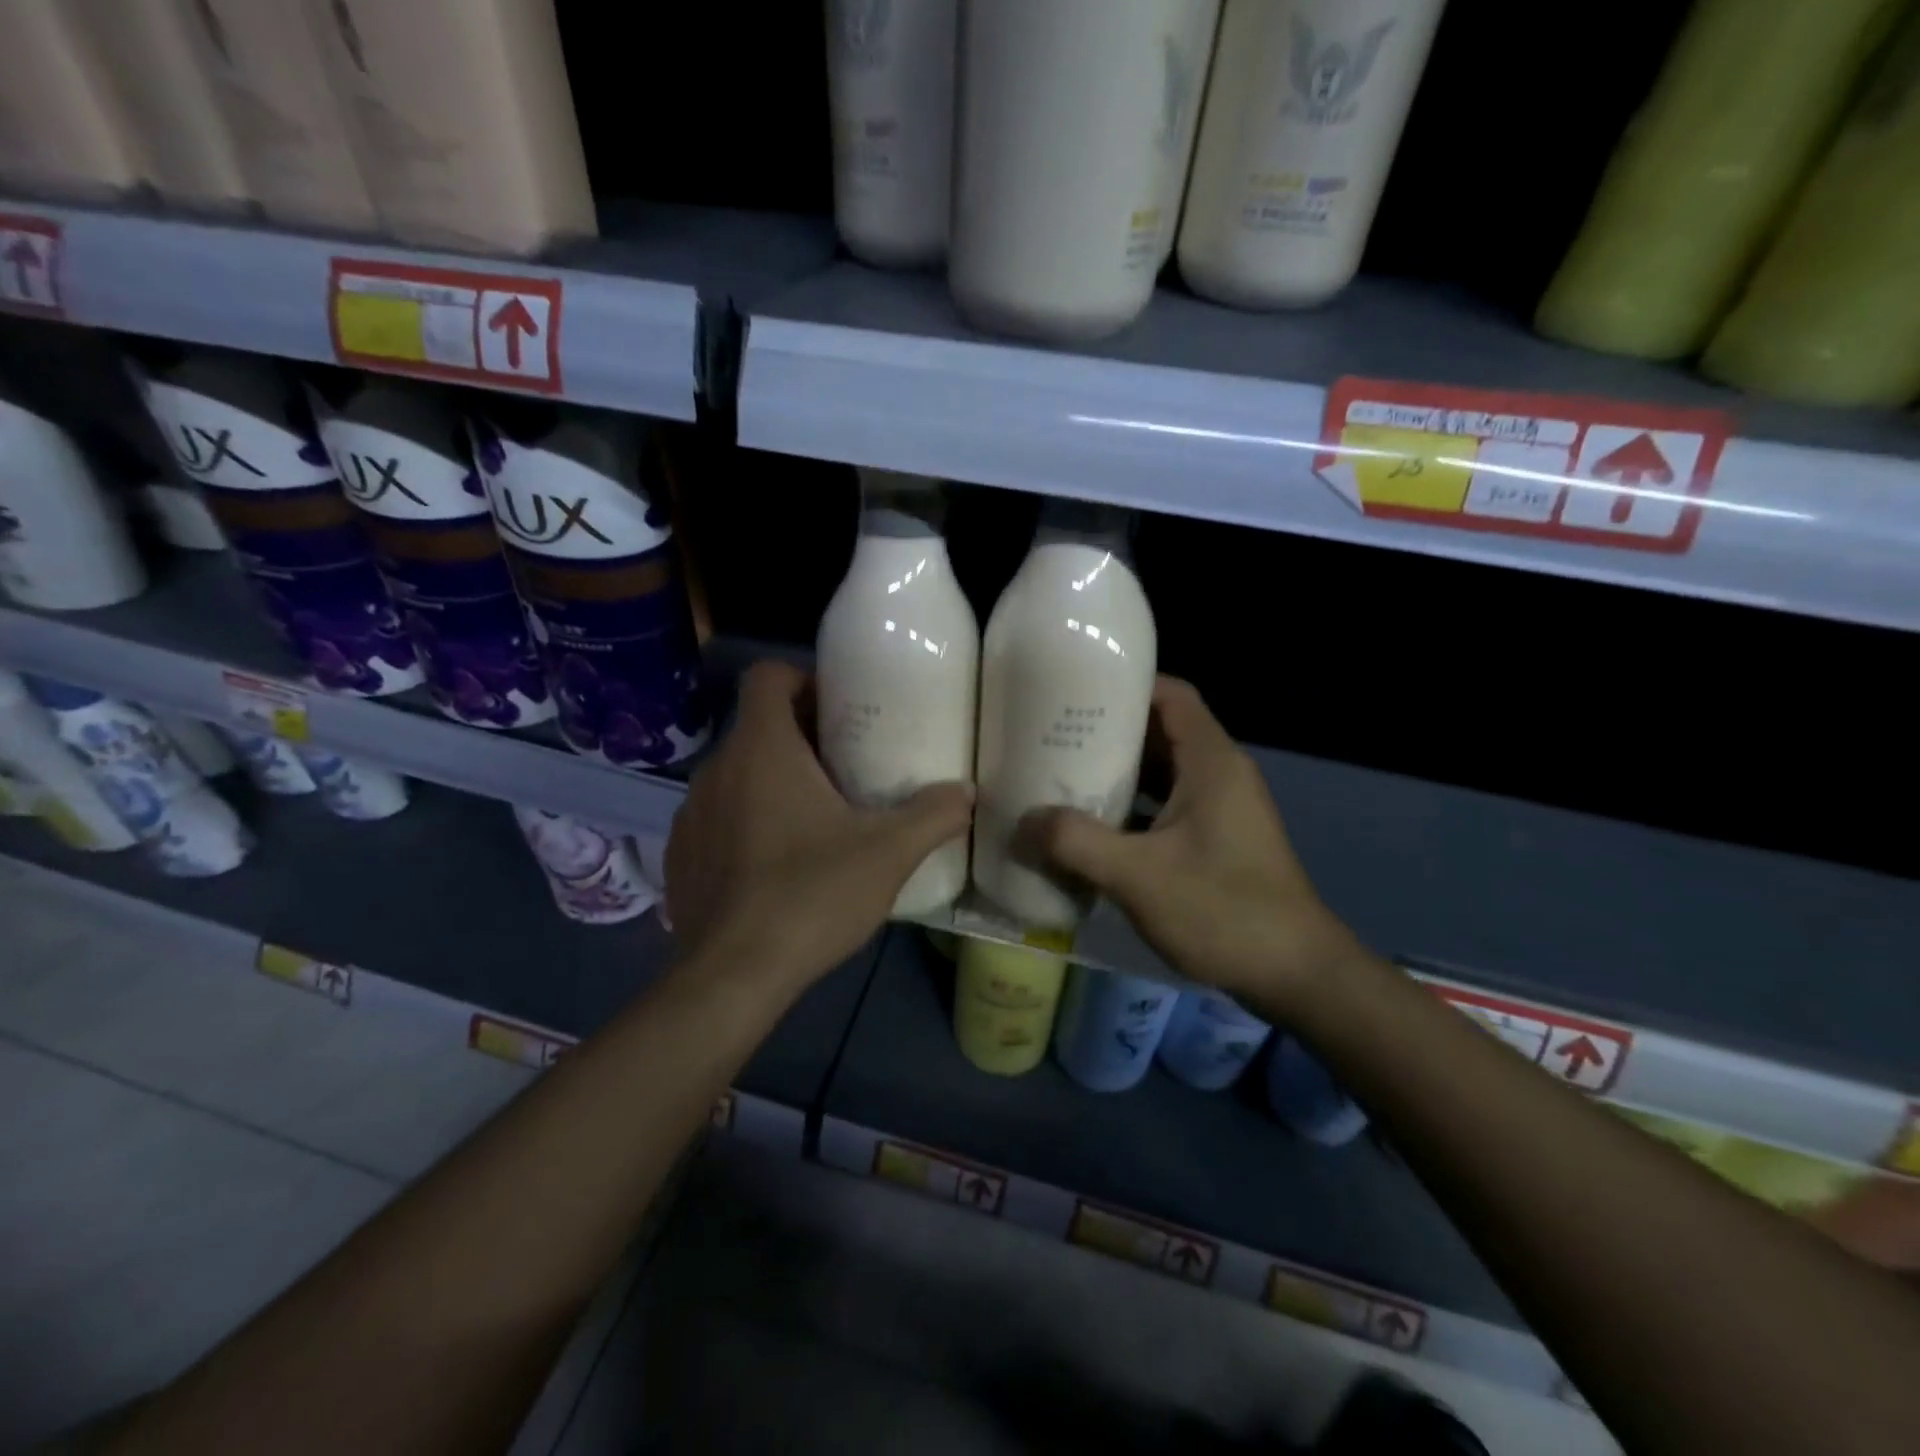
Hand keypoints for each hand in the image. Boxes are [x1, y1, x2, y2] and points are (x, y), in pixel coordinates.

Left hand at [666, 661, 973, 988]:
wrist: (732, 976)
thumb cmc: (811, 895)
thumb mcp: (888, 853)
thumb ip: (933, 815)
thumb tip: (967, 793)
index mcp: (761, 749)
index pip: (767, 676)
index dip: (803, 678)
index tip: (840, 706)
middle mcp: (717, 768)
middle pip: (757, 726)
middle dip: (801, 735)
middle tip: (847, 763)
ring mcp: (690, 814)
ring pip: (737, 773)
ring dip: (772, 779)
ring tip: (815, 815)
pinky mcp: (680, 855)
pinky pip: (717, 817)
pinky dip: (745, 821)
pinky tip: (776, 863)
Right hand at [1022, 677, 1361, 1010]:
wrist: (1295, 975)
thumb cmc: (1222, 909)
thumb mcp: (1138, 874)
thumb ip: (1075, 842)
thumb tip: (1022, 821)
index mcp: (1211, 762)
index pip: (1170, 695)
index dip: (1125, 686)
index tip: (1074, 692)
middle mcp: (1219, 774)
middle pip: (1160, 732)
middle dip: (1108, 733)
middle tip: (1051, 737)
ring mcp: (1220, 809)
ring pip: (1162, 773)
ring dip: (1117, 775)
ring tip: (1060, 777)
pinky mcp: (1217, 840)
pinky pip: (1167, 807)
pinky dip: (1132, 810)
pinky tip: (1092, 830)